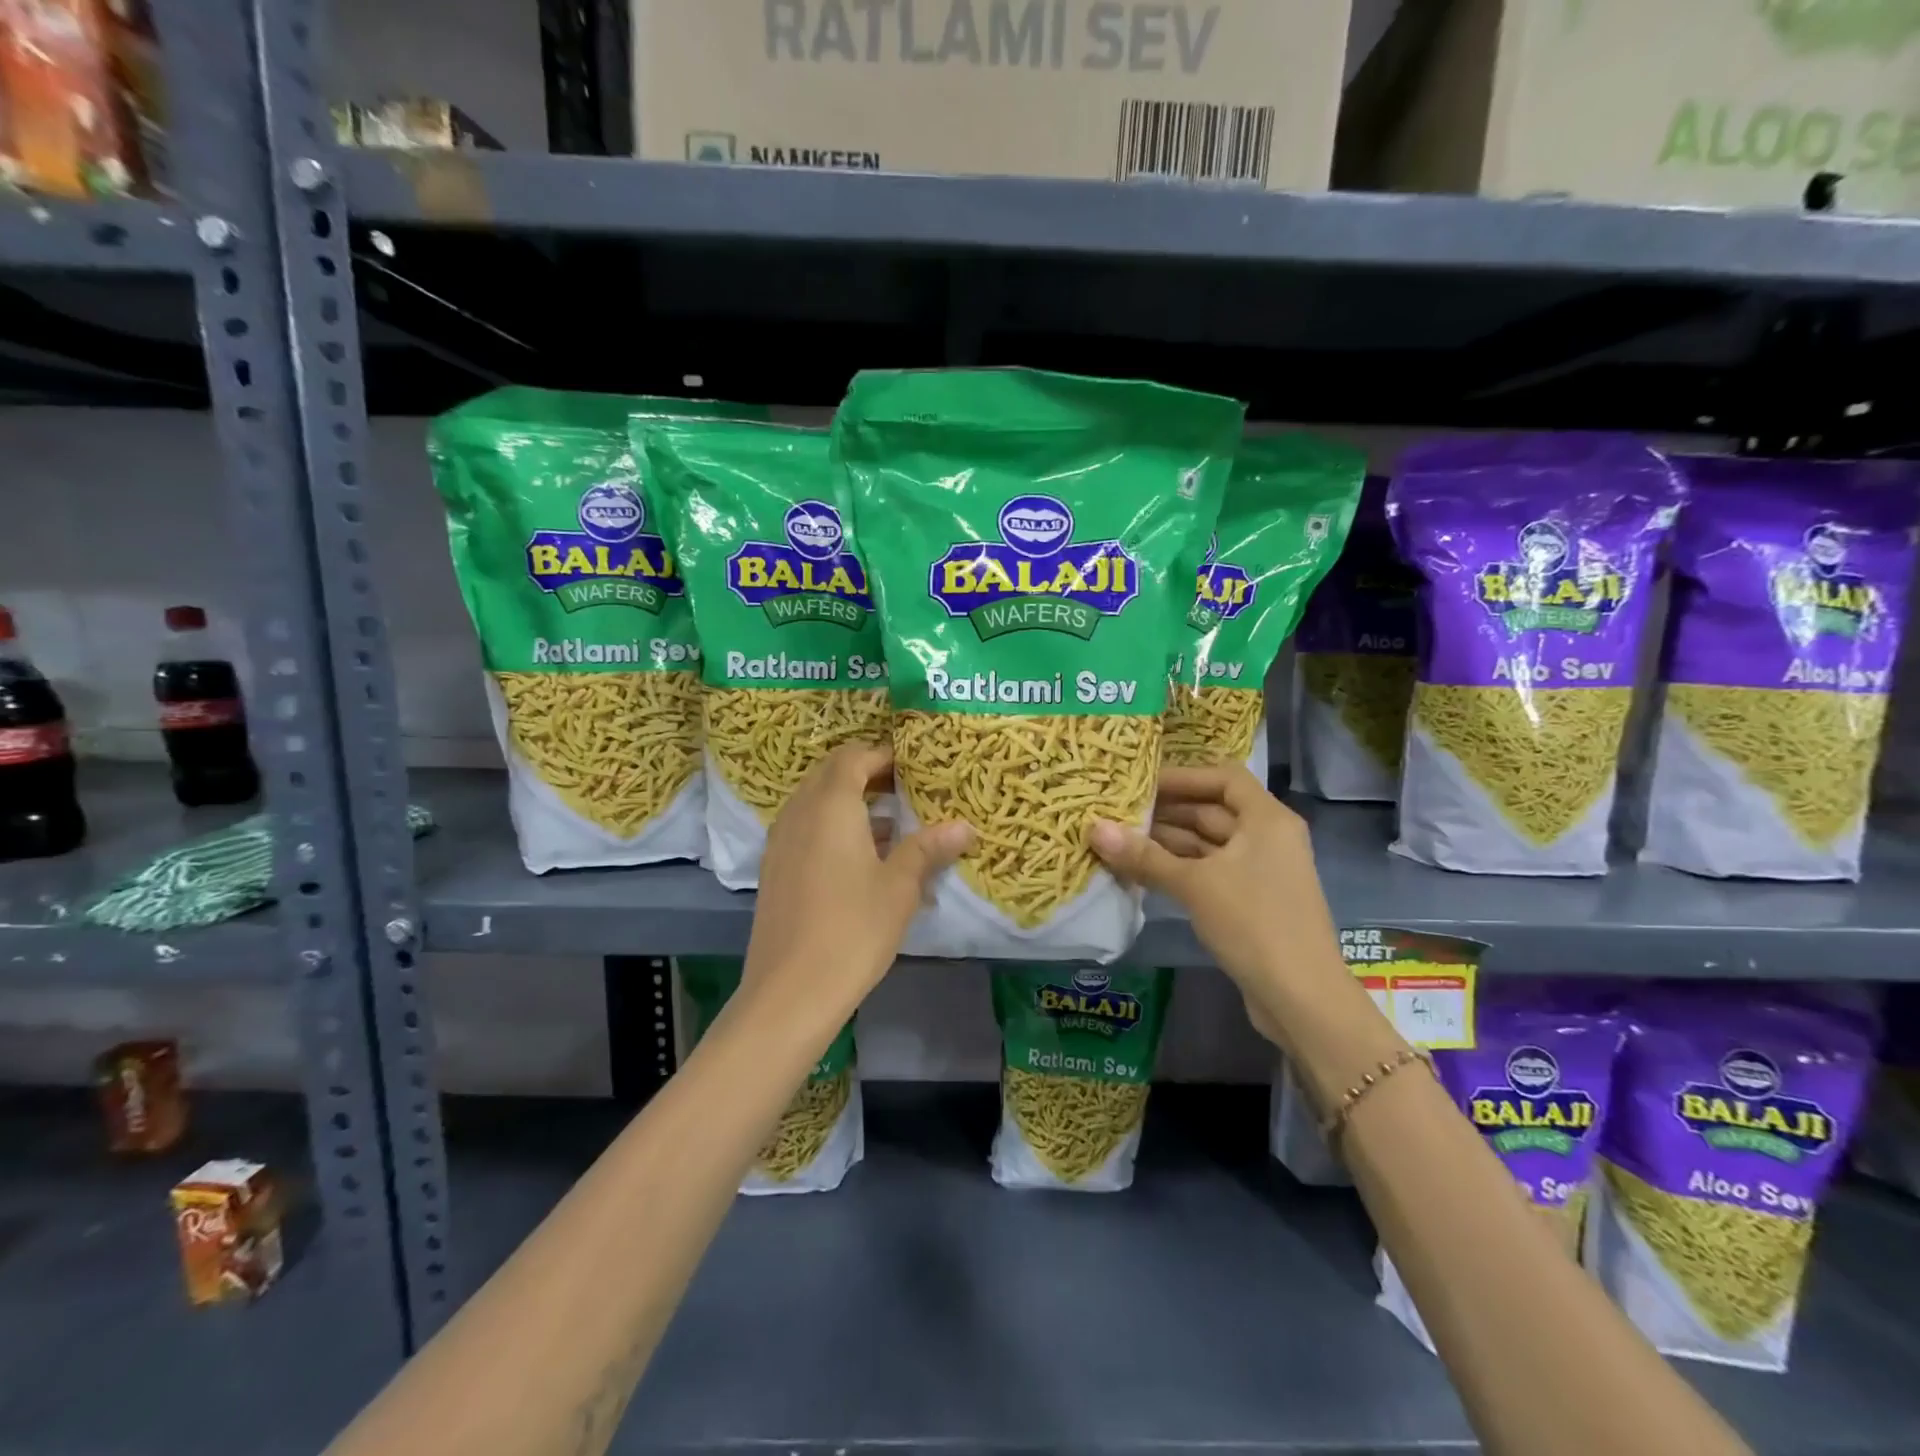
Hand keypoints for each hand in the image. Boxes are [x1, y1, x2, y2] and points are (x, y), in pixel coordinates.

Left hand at [745, 743, 971, 1032]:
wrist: (790, 991)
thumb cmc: (853, 929)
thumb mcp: (899, 887)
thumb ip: (928, 849)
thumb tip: (964, 826)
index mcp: (830, 806)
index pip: (853, 757)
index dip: (882, 755)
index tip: (914, 766)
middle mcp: (799, 813)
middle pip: (830, 774)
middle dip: (866, 773)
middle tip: (905, 788)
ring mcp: (781, 842)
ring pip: (815, 802)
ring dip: (849, 802)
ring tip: (892, 823)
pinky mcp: (775, 869)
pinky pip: (805, 828)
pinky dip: (832, 827)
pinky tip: (862, 858)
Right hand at [1088, 765, 1343, 1026]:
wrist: (1301, 998)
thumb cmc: (1253, 923)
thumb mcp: (1194, 885)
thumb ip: (1144, 856)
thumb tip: (1094, 828)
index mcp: (1266, 819)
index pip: (1223, 777)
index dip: (1183, 776)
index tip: (1141, 784)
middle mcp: (1268, 837)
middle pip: (1213, 810)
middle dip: (1167, 811)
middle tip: (1118, 812)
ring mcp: (1261, 871)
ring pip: (1209, 844)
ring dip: (1168, 842)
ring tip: (1120, 840)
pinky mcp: (1252, 900)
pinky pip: (1211, 871)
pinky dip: (1180, 868)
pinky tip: (1142, 871)